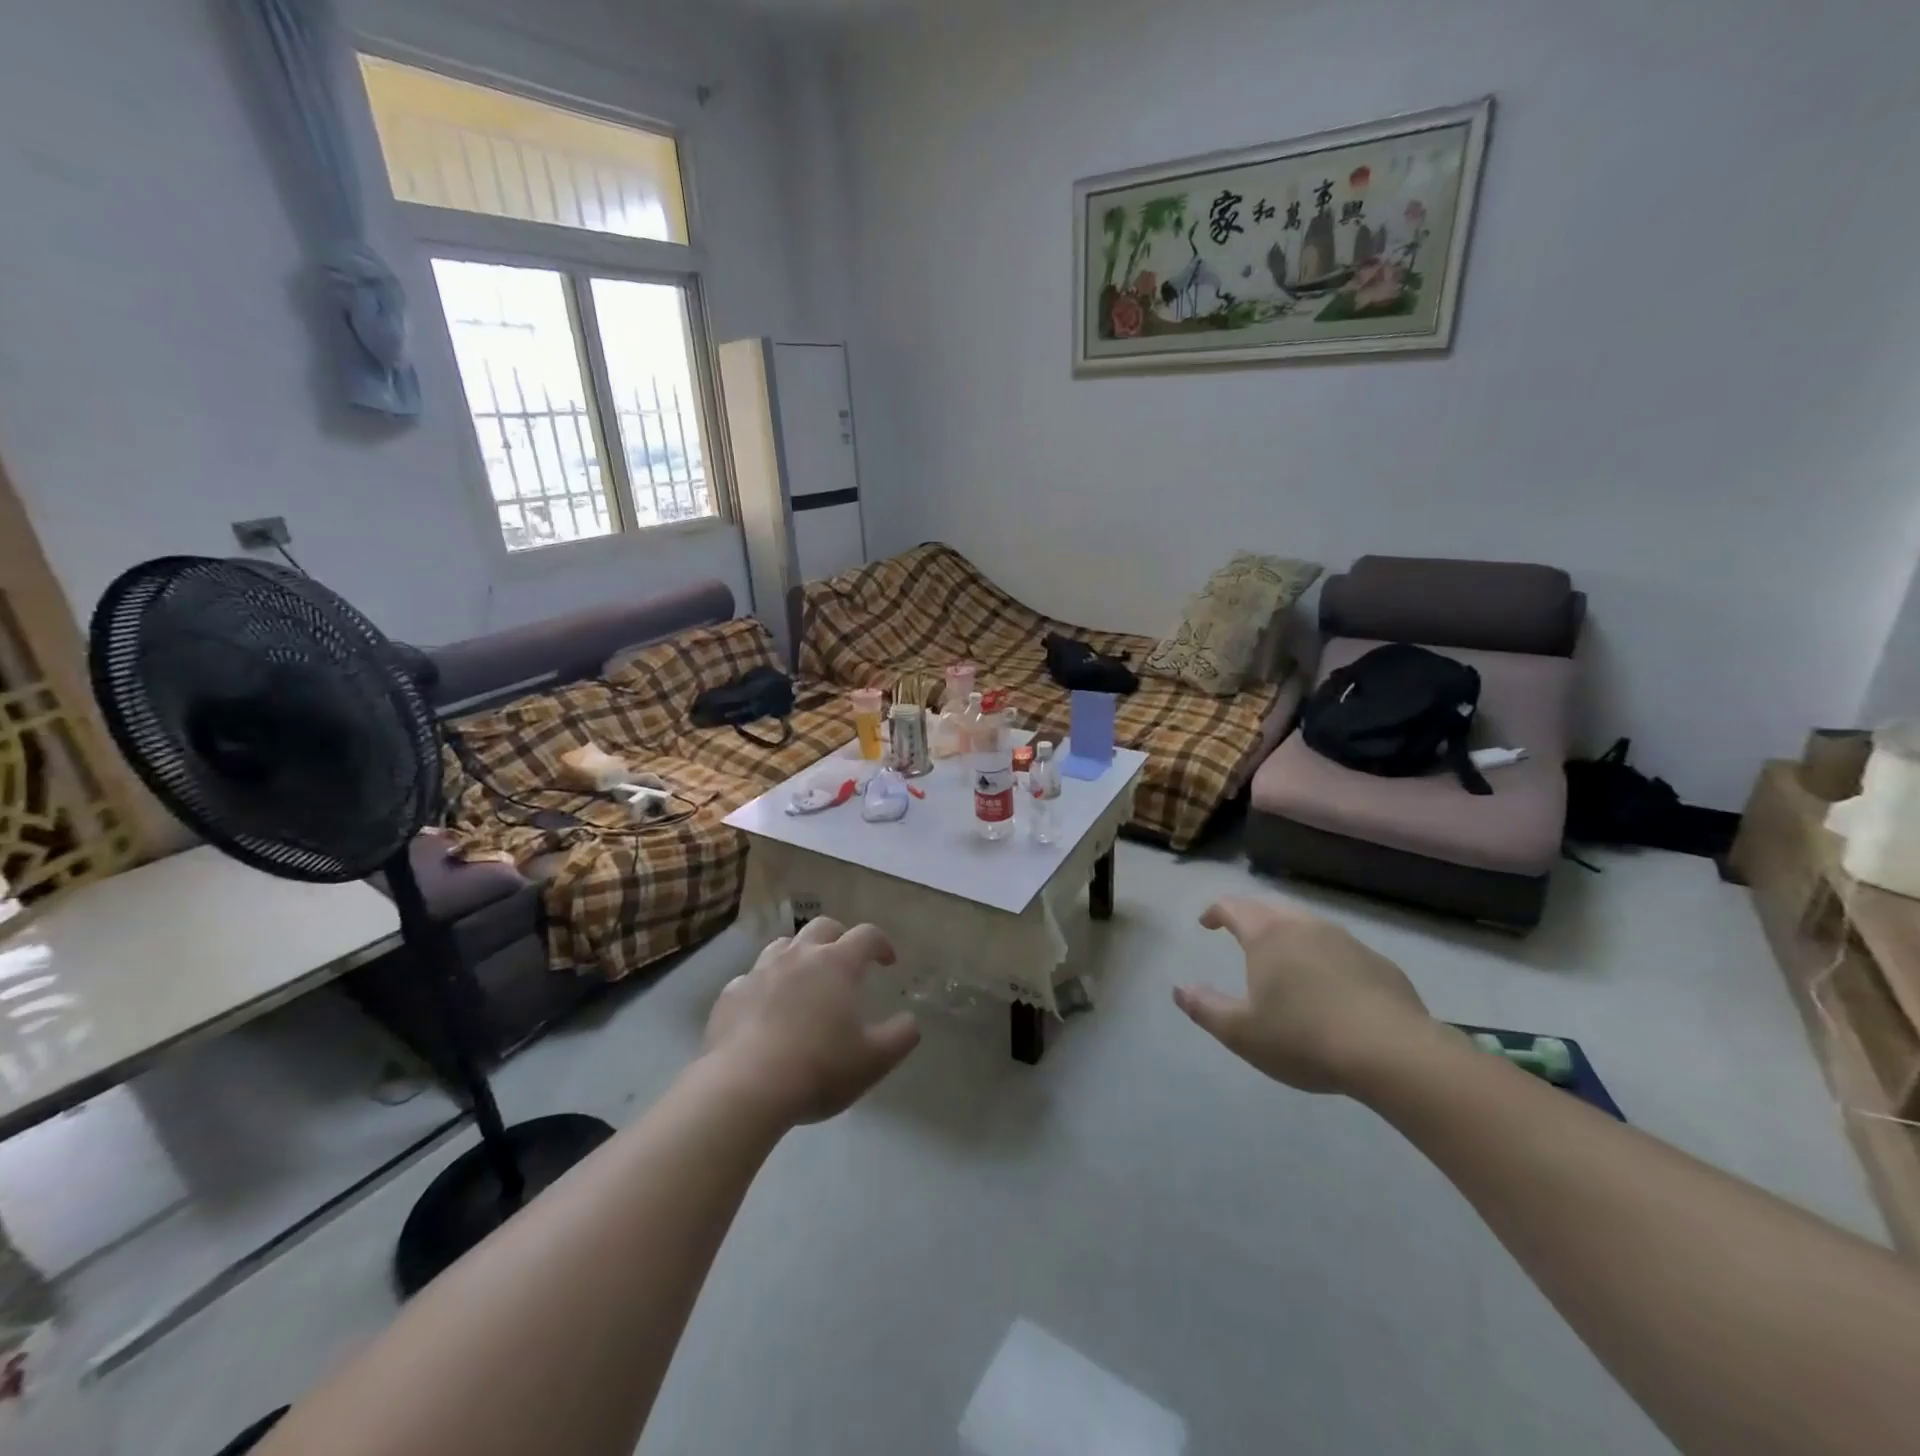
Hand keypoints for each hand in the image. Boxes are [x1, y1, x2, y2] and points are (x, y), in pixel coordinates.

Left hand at [703, 918, 920, 1125]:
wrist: (744, 1088)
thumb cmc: (818, 1069)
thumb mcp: (874, 1060)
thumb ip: (901, 1036)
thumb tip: (910, 1021)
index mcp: (837, 964)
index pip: (867, 935)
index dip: (881, 943)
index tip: (888, 961)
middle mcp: (799, 956)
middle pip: (823, 927)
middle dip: (840, 938)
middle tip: (847, 962)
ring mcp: (760, 971)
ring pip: (784, 945)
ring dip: (800, 954)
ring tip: (805, 979)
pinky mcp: (730, 994)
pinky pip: (751, 978)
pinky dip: (765, 985)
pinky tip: (765, 1009)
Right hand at [1175, 897, 1435, 1093]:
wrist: (1393, 1054)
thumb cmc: (1303, 1038)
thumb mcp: (1241, 1032)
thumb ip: (1205, 1008)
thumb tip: (1179, 989)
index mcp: (1268, 935)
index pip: (1234, 907)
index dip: (1216, 911)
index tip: (1206, 923)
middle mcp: (1306, 927)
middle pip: (1272, 907)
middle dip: (1251, 914)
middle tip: (1241, 930)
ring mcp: (1347, 942)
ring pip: (1309, 925)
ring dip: (1289, 932)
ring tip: (1283, 957)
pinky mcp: (1380, 964)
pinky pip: (1341, 949)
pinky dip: (1324, 956)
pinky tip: (1329, 986)